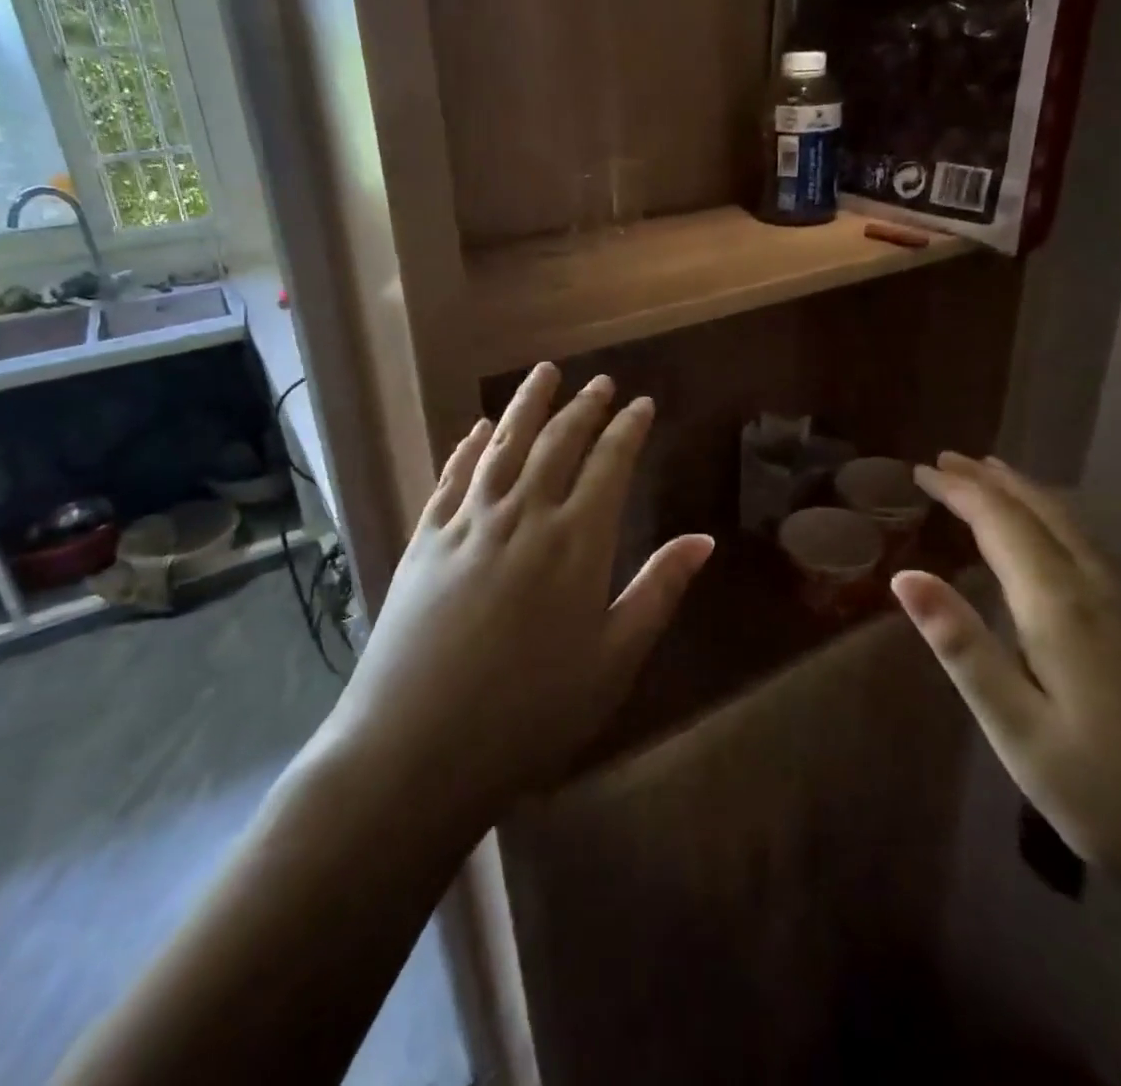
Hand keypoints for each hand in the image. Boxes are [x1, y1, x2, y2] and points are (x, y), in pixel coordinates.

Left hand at [325, 363, 713, 817]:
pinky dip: (469, 446)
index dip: (628, 429)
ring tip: (544, 373)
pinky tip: (478, 429)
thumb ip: (658, 591)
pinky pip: (453, 476)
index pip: (609, 464)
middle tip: (599, 382)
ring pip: (503, 445)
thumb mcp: (613, 660)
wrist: (417, 748)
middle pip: (557, 443)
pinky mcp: (425, 539)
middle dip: (583, 407)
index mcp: (575, 542)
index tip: (641, 403)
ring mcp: (468, 522)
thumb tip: (703, 539)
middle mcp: (523, 515)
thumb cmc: (531, 713)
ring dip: (526, 405)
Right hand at [893, 455, 1120, 926]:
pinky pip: (1107, 547)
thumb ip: (961, 646)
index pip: (1000, 520)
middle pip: (1044, 508)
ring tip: (995, 481)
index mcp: (1063, 605)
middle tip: (950, 459)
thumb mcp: (1018, 732)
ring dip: (1030, 494)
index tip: (922, 469)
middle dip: (992, 478)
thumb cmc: (1118, 800)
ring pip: (1081, 523)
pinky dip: (1066, 522)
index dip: (958, 489)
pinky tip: (1063, 539)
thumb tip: (905, 576)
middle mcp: (1109, 585)